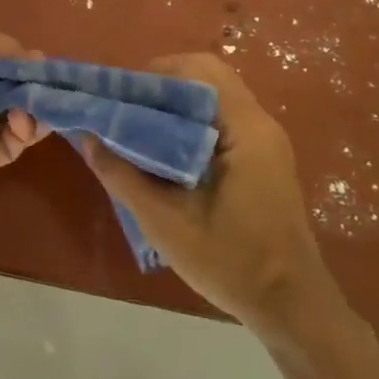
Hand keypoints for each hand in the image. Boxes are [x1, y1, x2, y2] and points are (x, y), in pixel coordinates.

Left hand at [0, 32, 45, 195]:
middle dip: (33, 91)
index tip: (45, 64)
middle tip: (54, 87)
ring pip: (15, 124)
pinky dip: (22, 132)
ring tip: (40, 103)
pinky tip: (22, 118)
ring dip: (33, 112)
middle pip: (10, 98)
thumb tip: (36, 55)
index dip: (22, 67)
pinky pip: (9, 147)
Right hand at [80, 53, 348, 338]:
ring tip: (136, 128)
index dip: (155, 74)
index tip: (120, 96)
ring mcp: (265, 142)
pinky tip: (163, 152)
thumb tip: (87, 137)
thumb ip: (122, 175)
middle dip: (161, 86)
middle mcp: (260, 124)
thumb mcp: (165, 222)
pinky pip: (220, 122)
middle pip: (206, 78)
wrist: (291, 308)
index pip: (199, 70)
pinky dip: (189, 123)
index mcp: (245, 129)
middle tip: (124, 110)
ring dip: (174, 105)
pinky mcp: (262, 159)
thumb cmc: (232, 262)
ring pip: (212, 99)